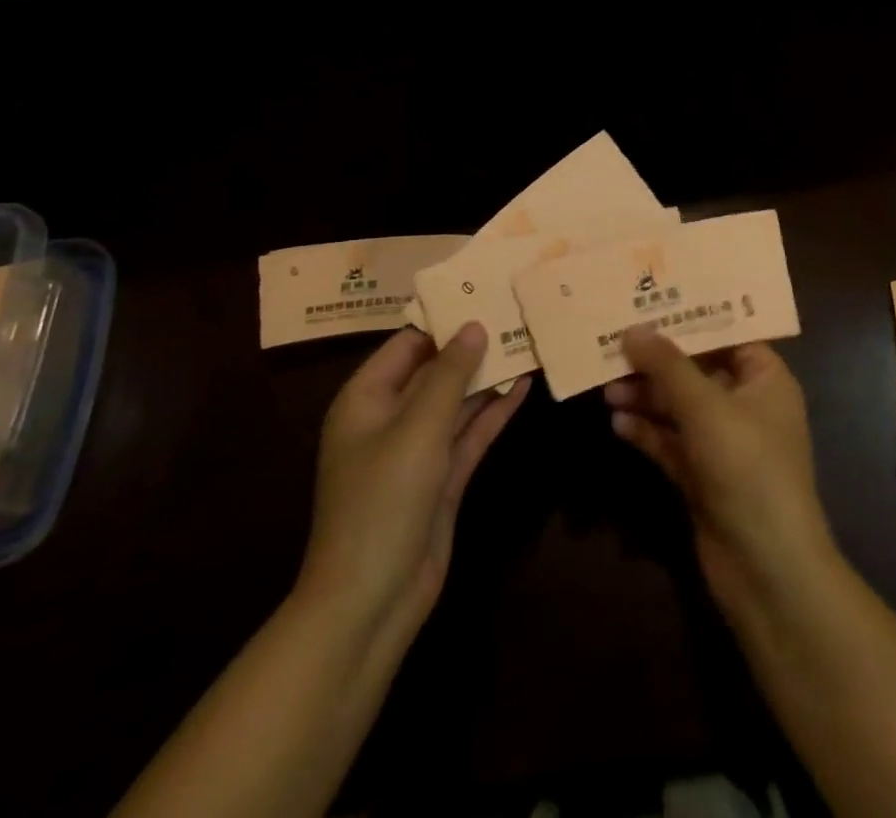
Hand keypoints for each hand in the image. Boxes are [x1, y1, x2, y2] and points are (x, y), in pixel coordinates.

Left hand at [299, 324, 528, 642]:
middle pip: (436, 371)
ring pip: (457, 401)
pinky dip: (494, 412)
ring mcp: (418, 450)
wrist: (371, 602)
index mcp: (366, 399)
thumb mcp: (417, 430)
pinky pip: (469, 433)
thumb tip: (474, 325)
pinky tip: (524, 387)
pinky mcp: (442, 478)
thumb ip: (450, 375)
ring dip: (489, 377)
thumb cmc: (382, 502)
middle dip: (473, 347)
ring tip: (528, 342)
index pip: (408, 344)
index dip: (444, 319)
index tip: (484, 293)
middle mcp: (390, 418)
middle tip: (516, 313)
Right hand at [606, 328, 835, 615]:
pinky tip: (616, 422)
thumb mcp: (706, 407)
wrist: (767, 571)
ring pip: (678, 407)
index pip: (726, 334)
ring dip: (645, 396)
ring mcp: (723, 444)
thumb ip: (667, 365)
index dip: (689, 318)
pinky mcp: (702, 477)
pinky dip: (646, 431)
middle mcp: (746, 405)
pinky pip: (669, 442)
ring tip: (606, 387)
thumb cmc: (748, 469)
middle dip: (656, 361)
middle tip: (612, 343)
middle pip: (695, 370)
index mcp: (765, 379)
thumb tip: (632, 329)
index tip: (648, 301)